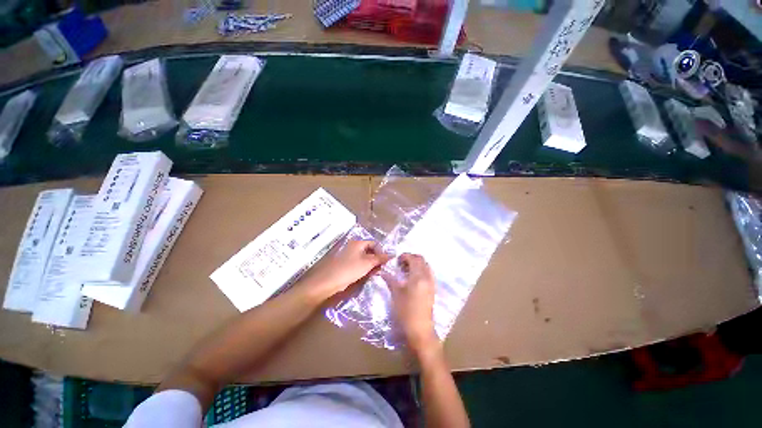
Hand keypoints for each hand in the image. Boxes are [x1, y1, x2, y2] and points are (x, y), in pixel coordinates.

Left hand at [307, 240, 389, 298]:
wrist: (328, 281)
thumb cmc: (349, 269)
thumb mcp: (367, 263)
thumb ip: (380, 258)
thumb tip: (392, 254)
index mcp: (357, 243)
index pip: (374, 243)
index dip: (382, 251)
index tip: (386, 262)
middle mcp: (352, 247)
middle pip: (369, 251)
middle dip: (376, 259)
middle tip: (382, 269)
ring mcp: (348, 256)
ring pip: (363, 259)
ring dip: (370, 266)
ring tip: (375, 274)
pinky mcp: (345, 265)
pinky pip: (357, 265)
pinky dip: (363, 270)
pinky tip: (366, 276)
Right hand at [383, 254, 438, 354]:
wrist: (419, 327)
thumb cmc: (405, 311)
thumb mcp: (396, 294)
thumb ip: (391, 280)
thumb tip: (383, 271)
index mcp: (418, 277)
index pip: (414, 259)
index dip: (405, 256)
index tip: (396, 260)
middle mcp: (427, 278)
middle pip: (422, 261)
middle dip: (412, 259)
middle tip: (400, 264)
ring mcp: (432, 284)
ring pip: (426, 267)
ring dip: (417, 265)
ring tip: (405, 271)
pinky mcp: (432, 291)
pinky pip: (428, 275)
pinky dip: (421, 272)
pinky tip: (411, 280)